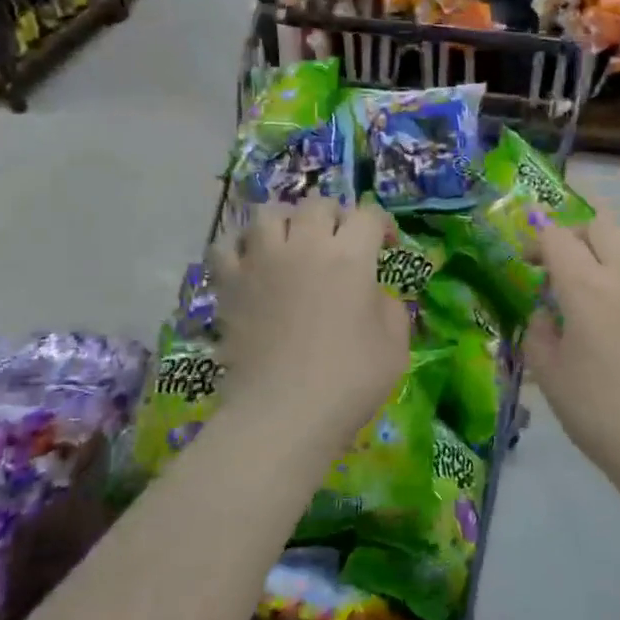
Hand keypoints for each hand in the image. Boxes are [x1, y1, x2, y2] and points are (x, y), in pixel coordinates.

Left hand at [209, 198, 408, 450]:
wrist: (283, 414)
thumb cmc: (349, 382)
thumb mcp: (395, 346)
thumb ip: (390, 308)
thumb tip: (374, 293)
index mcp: (350, 256)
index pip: (369, 215)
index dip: (383, 226)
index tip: (386, 247)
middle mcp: (304, 246)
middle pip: (317, 205)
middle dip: (335, 217)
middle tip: (340, 242)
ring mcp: (261, 261)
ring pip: (267, 213)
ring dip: (285, 221)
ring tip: (291, 242)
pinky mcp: (230, 284)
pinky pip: (225, 246)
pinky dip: (239, 246)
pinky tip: (250, 261)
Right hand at [528, 214, 619, 476]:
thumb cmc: (597, 410)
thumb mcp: (548, 374)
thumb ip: (538, 333)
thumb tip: (545, 314)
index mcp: (585, 288)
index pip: (558, 238)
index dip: (538, 241)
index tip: (530, 262)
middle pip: (600, 224)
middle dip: (576, 235)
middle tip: (566, 262)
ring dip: (617, 240)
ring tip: (608, 267)